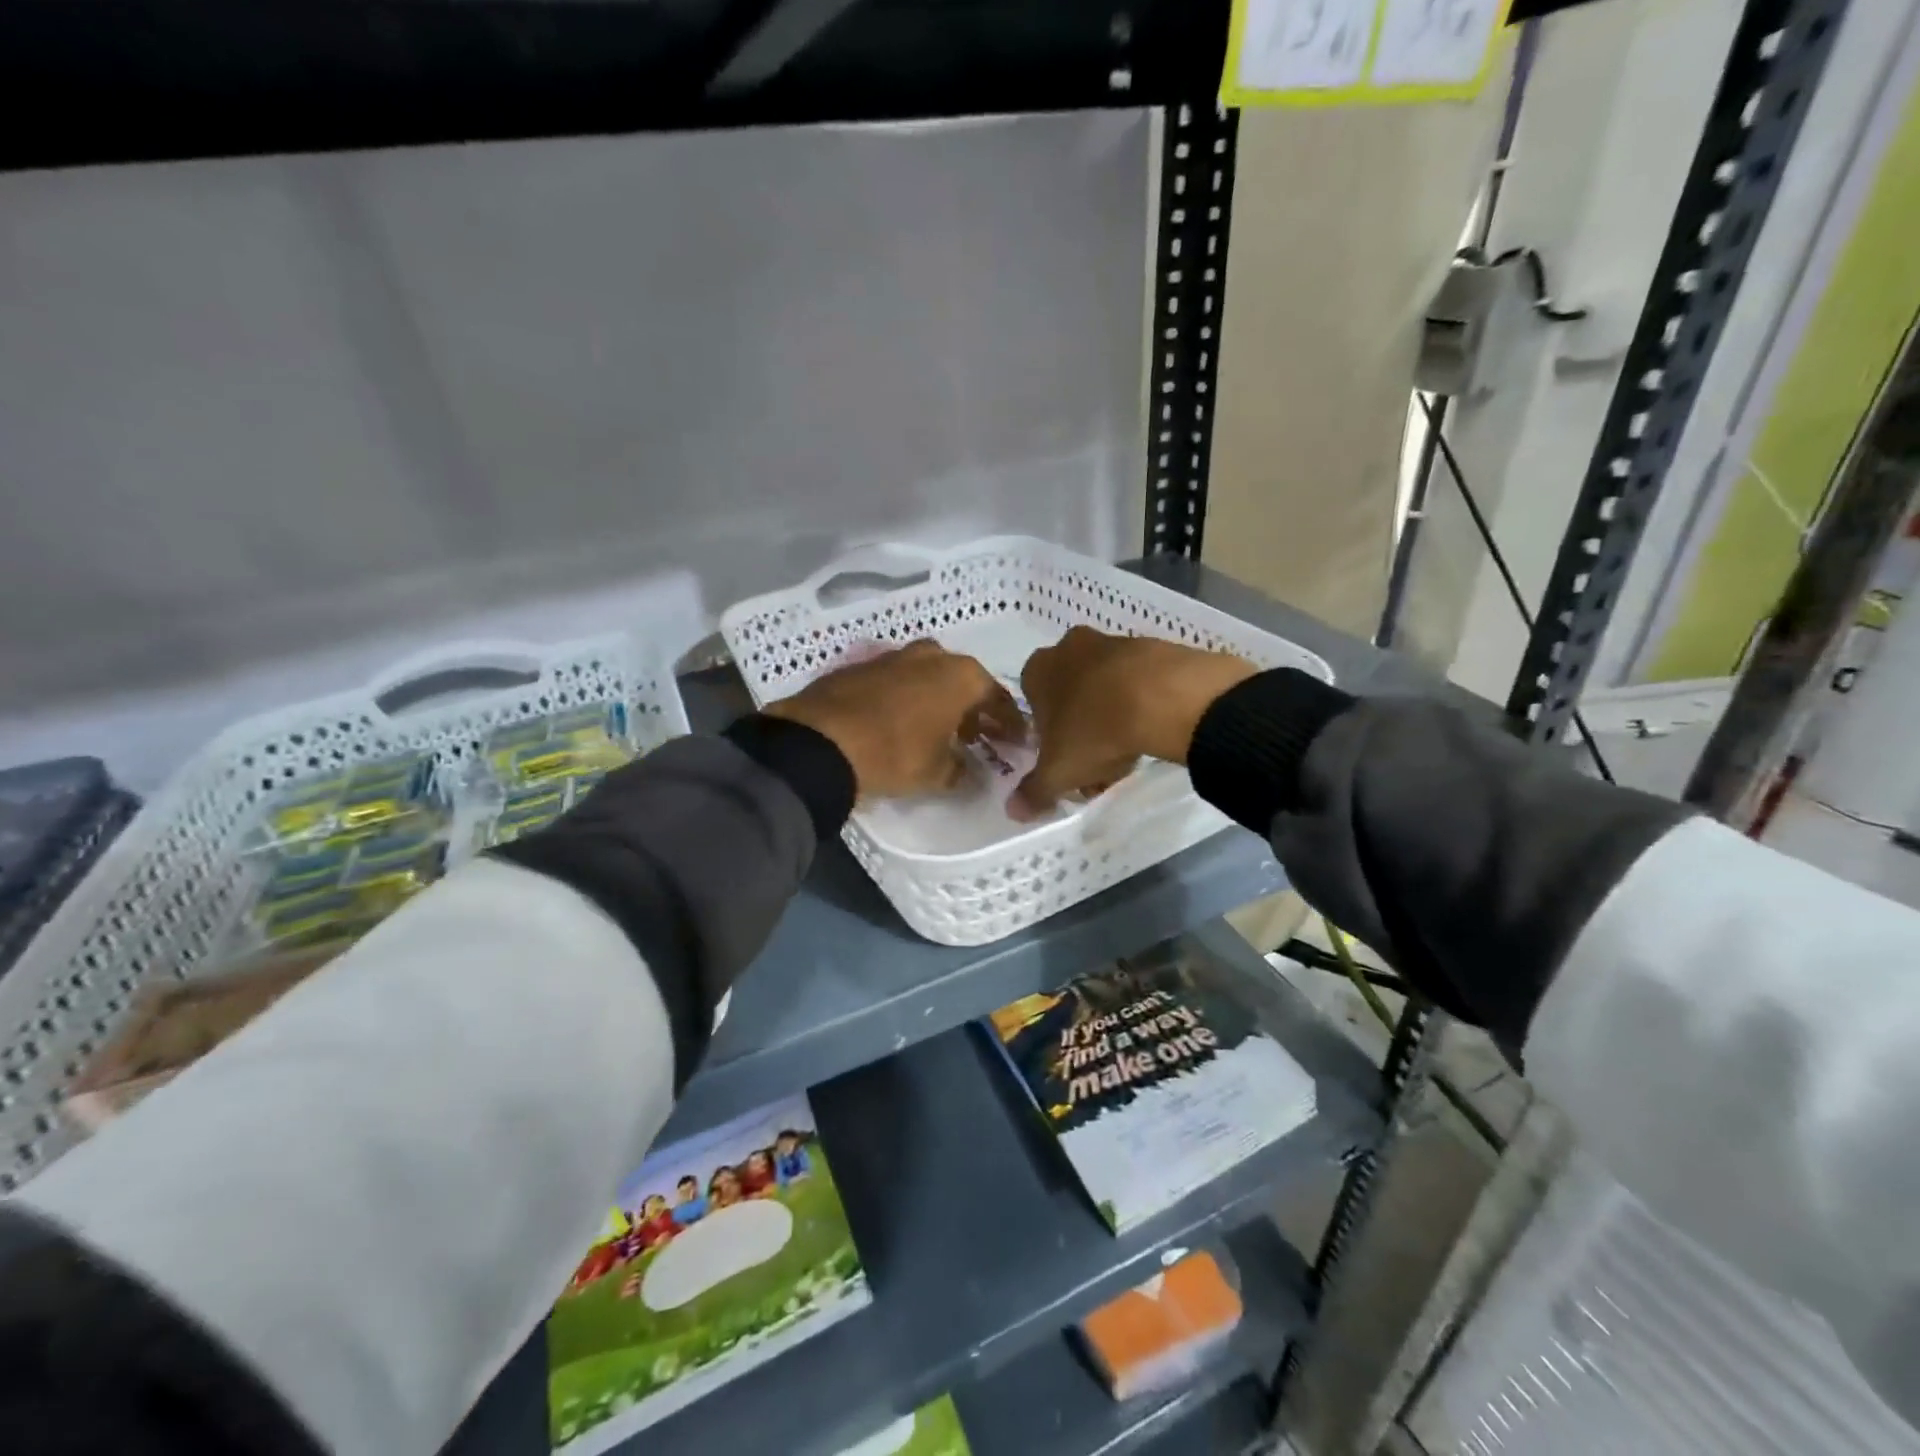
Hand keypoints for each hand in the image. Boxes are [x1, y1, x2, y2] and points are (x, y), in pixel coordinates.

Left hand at [766, 640, 1023, 799]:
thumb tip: (970, 772)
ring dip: (938, 700)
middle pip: (962, 681)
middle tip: (976, 736)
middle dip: (972, 708)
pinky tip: (900, 722)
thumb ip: (961, 770)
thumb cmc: (895, 753)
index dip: (1009, 722)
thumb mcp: (937, 773)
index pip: (997, 697)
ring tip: (938, 731)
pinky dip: (907, 699)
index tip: (1016, 741)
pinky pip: (897, 681)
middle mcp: (931, 655)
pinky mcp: (860, 666)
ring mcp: (893, 656)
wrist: (820, 740)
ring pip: (928, 676)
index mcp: (960, 675)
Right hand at [1011, 626, 1256, 819]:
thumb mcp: (1058, 772)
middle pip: (1070, 698)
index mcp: (1038, 670)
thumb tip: (1013, 810)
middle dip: (1081, 733)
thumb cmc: (1094, 730)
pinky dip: (1141, 706)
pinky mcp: (1152, 647)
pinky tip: (1153, 733)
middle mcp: (1070, 648)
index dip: (1048, 741)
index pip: (1033, 707)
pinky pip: (1138, 684)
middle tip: (1098, 768)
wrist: (1163, 697)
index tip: (1067, 765)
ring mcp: (1113, 643)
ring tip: (1130, 756)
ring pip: (1105, 691)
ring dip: (1112, 721)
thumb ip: (1034, 792)